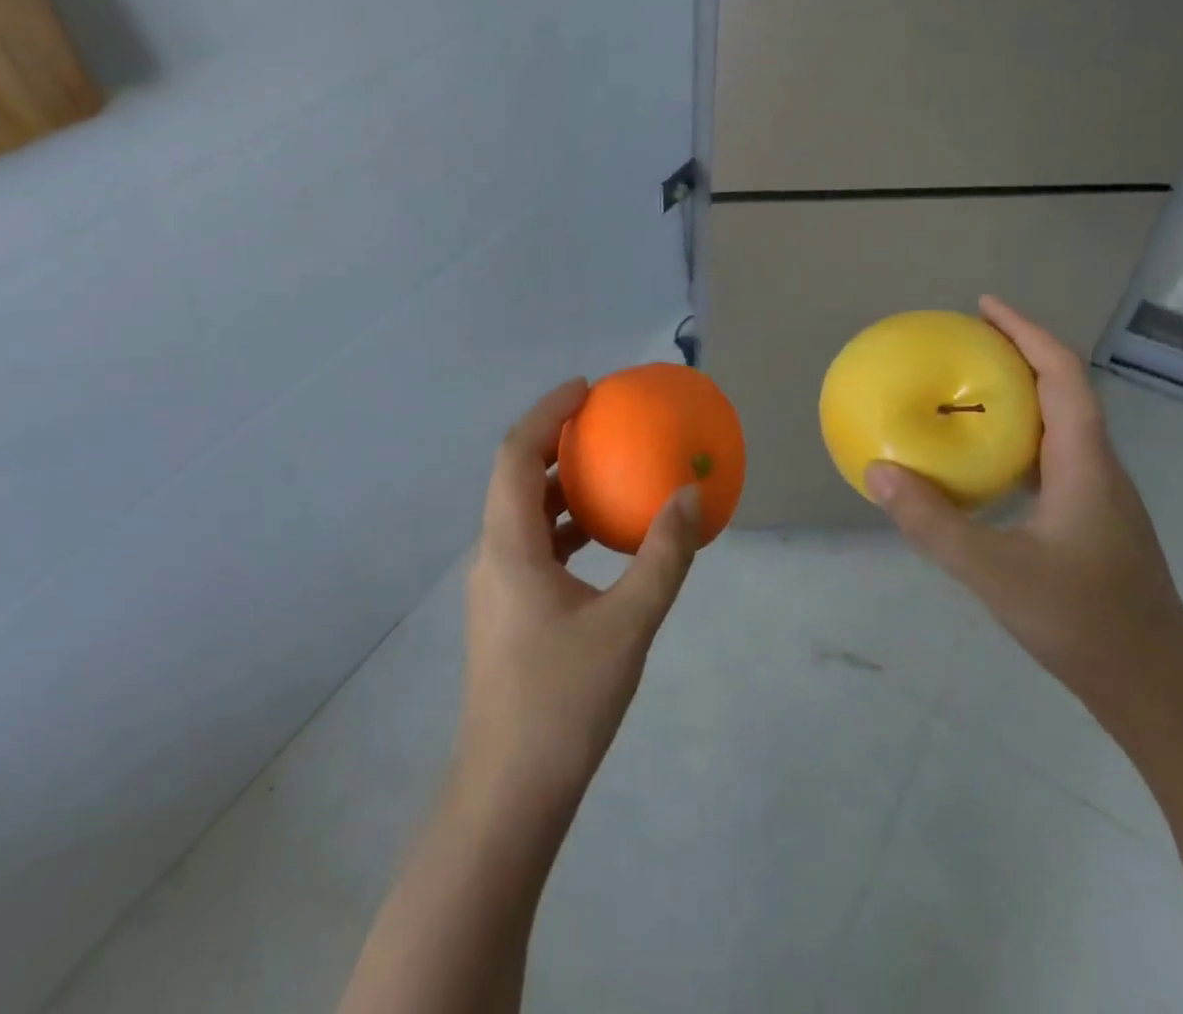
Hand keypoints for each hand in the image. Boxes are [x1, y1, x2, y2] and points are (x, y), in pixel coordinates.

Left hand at [458, 379, 699, 814]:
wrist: (510, 793)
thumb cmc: (564, 702)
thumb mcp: (628, 624)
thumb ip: (663, 556)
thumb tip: (689, 495)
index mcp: (509, 546)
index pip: (516, 454)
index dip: (547, 412)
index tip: (586, 389)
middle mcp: (493, 556)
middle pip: (515, 476)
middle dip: (554, 441)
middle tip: (602, 422)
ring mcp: (496, 587)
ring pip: (523, 514)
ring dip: (560, 485)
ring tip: (607, 471)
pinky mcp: (506, 612)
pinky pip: (533, 546)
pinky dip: (565, 526)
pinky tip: (603, 541)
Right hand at [865, 297, 1182, 720]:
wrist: (1157, 690)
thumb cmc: (1084, 622)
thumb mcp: (994, 572)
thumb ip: (932, 522)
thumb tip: (878, 471)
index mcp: (1084, 463)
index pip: (1062, 375)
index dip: (1025, 332)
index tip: (984, 306)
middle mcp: (1096, 468)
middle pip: (1062, 390)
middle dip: (1017, 354)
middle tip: (962, 342)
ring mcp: (1097, 496)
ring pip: (1057, 425)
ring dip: (1016, 396)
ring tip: (964, 391)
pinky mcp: (1089, 521)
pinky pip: (1049, 458)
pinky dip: (1013, 439)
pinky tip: (980, 463)